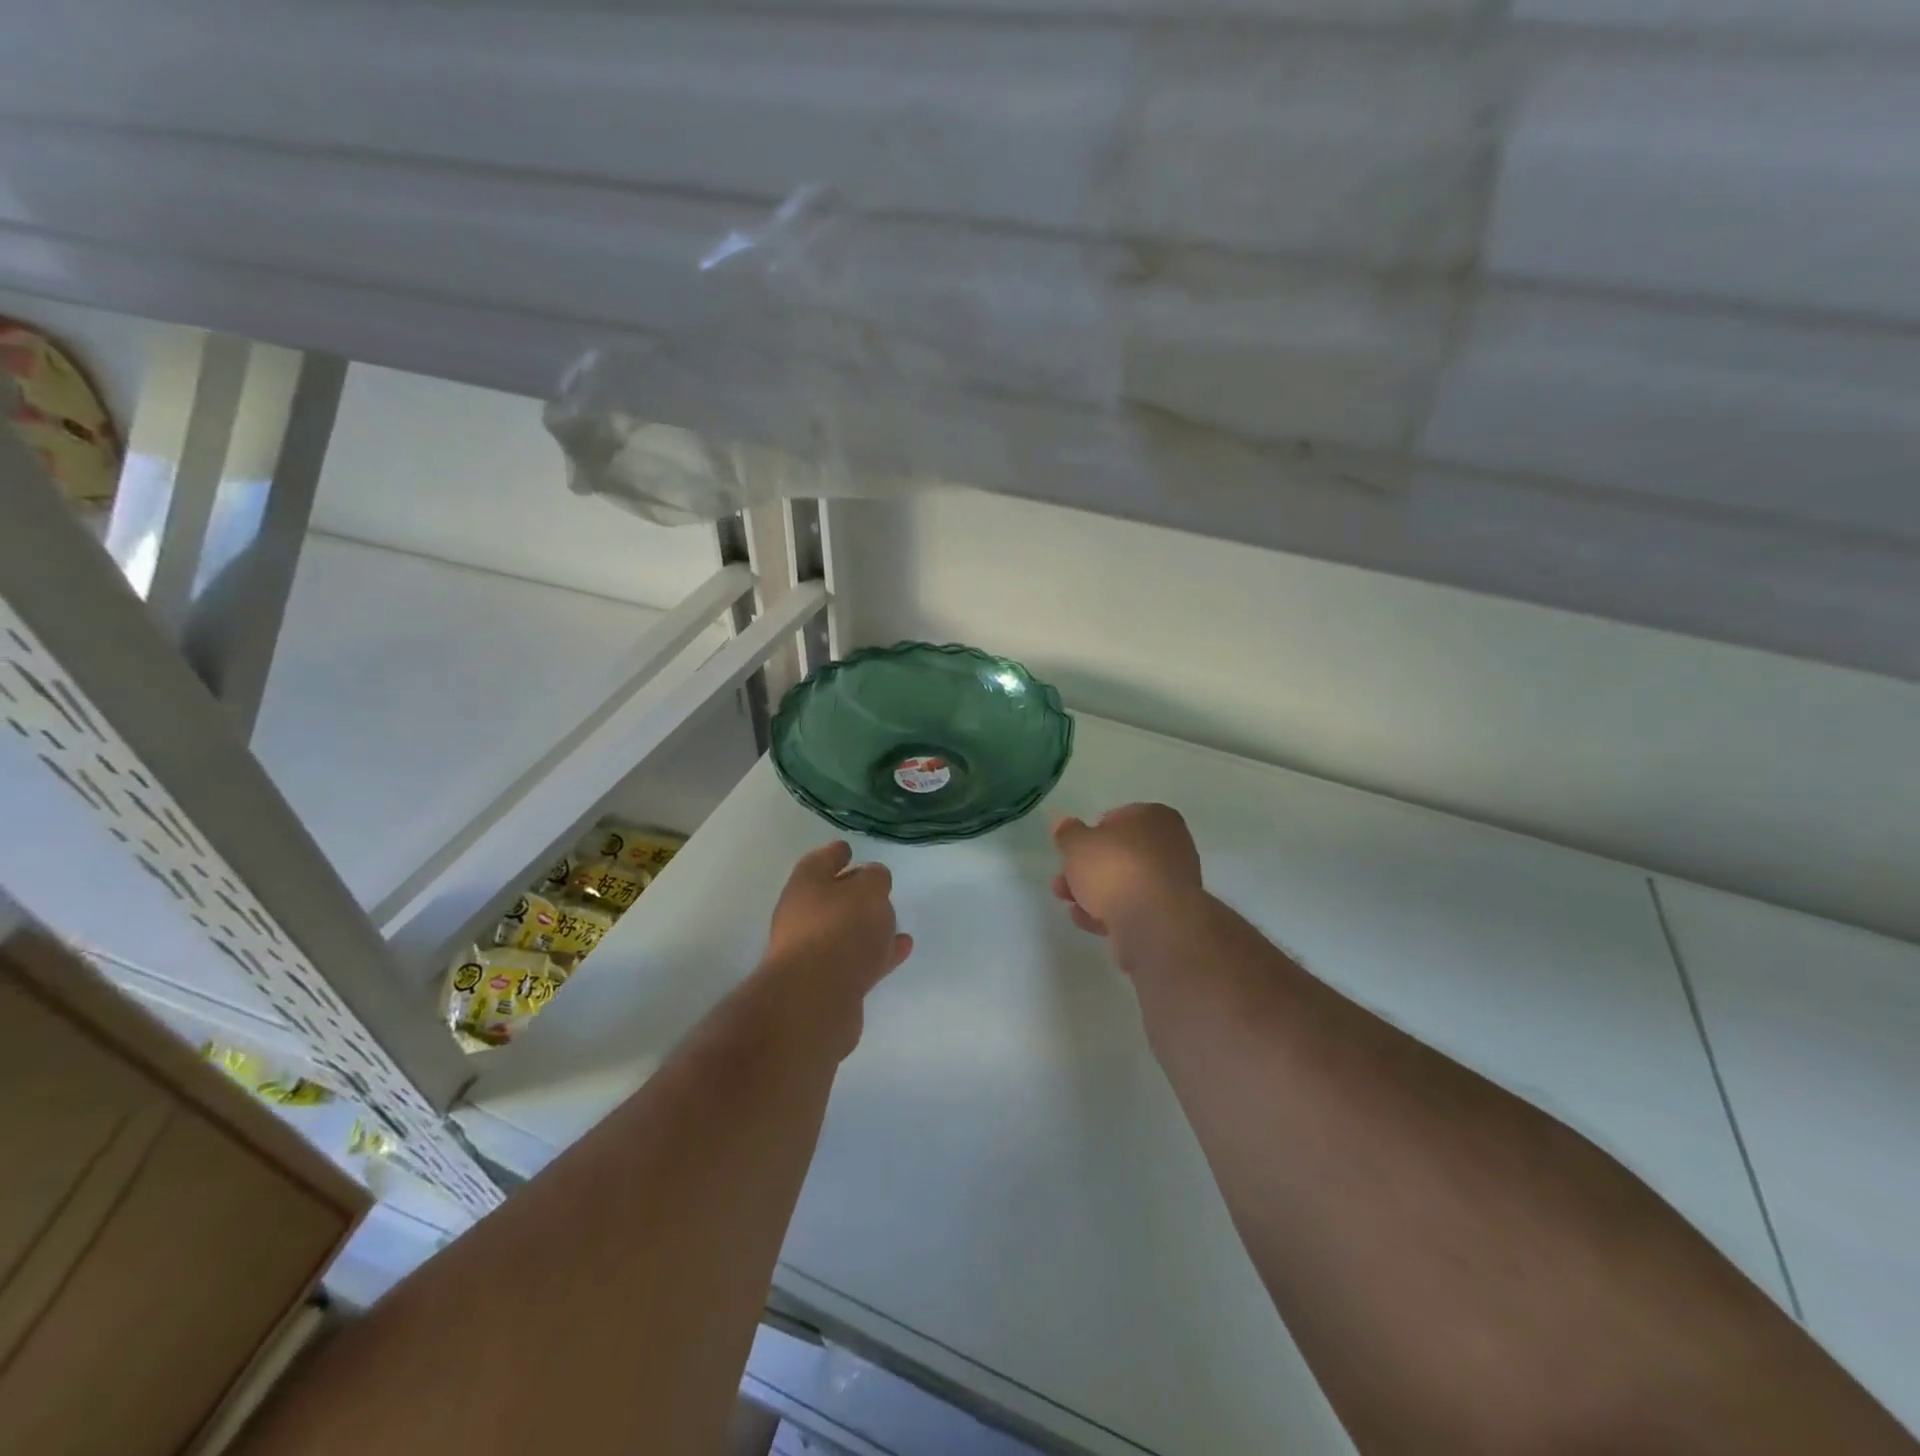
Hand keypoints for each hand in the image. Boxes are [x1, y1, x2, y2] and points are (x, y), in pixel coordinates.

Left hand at [763, 841, 913, 998]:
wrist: (815, 1000)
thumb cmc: (840, 929)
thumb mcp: (868, 891)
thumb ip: (875, 879)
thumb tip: (872, 879)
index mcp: (806, 885)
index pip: (821, 860)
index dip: (835, 853)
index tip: (848, 849)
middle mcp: (803, 916)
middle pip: (830, 897)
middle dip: (852, 892)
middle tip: (877, 887)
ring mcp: (813, 953)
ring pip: (844, 931)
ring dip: (867, 926)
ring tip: (894, 922)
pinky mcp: (827, 985)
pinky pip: (857, 960)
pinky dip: (878, 953)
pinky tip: (901, 949)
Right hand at [1051, 804, 1204, 942]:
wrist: (1154, 925)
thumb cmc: (1116, 870)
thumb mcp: (1077, 844)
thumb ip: (1068, 833)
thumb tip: (1064, 824)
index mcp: (1155, 817)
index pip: (1118, 818)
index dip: (1092, 833)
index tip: (1074, 850)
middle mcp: (1171, 845)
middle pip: (1121, 854)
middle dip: (1089, 869)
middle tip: (1063, 880)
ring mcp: (1173, 883)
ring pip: (1126, 883)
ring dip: (1095, 893)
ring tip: (1068, 903)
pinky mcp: (1170, 916)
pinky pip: (1134, 908)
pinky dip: (1111, 913)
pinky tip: (1088, 921)